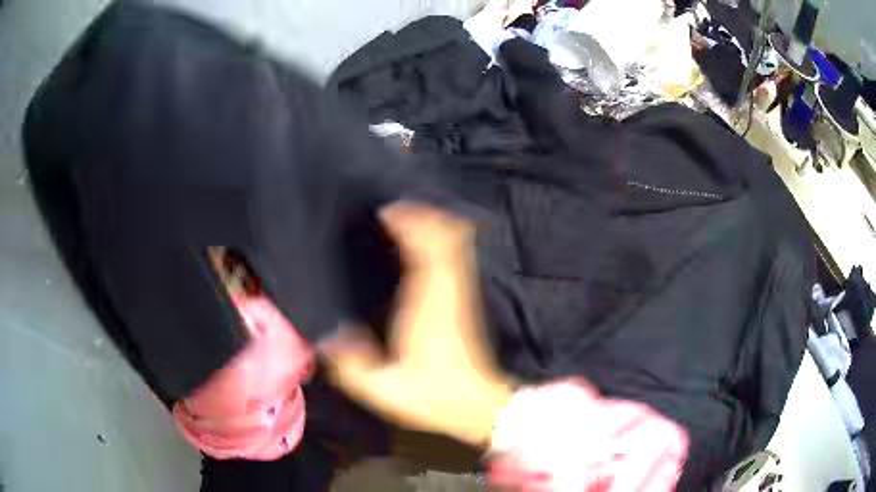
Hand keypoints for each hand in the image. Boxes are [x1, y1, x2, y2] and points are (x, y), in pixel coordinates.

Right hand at [321, 202, 513, 445]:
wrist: (476, 405)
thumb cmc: (432, 395)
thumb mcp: (382, 388)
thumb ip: (349, 362)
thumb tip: (323, 333)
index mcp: (427, 305)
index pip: (426, 249)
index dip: (409, 222)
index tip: (386, 211)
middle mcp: (448, 289)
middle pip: (445, 234)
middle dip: (421, 213)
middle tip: (391, 206)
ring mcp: (461, 291)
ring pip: (455, 241)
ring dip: (432, 222)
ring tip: (403, 215)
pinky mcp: (464, 298)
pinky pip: (457, 255)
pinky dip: (442, 238)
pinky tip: (423, 239)